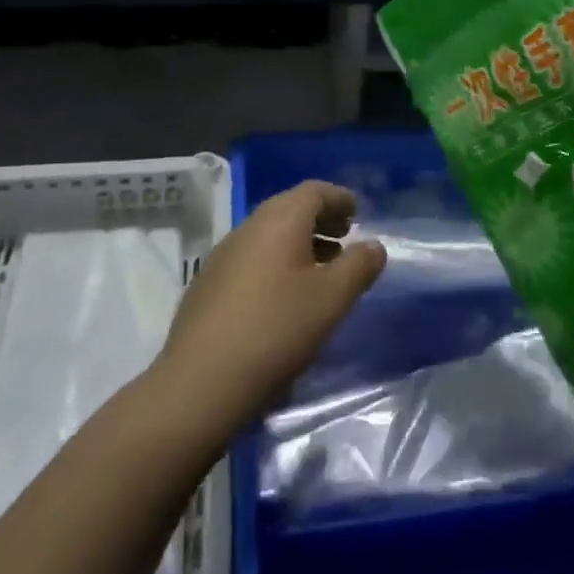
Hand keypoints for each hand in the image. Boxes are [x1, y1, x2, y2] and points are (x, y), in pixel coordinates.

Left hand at [154, 181, 385, 436]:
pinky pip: (252, 257)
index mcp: (279, 221)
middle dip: (321, 219)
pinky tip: (285, 296)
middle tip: (345, 239)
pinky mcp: (208, 284)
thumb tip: (373, 245)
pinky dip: (277, 262)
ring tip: (322, 270)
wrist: (200, 383)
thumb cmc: (276, 331)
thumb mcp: (332, 299)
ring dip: (299, 242)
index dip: (339, 198)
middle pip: (289, 208)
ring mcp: (223, 256)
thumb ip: (359, 267)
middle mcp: (248, 228)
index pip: (314, 191)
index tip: (358, 212)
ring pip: (269, 234)